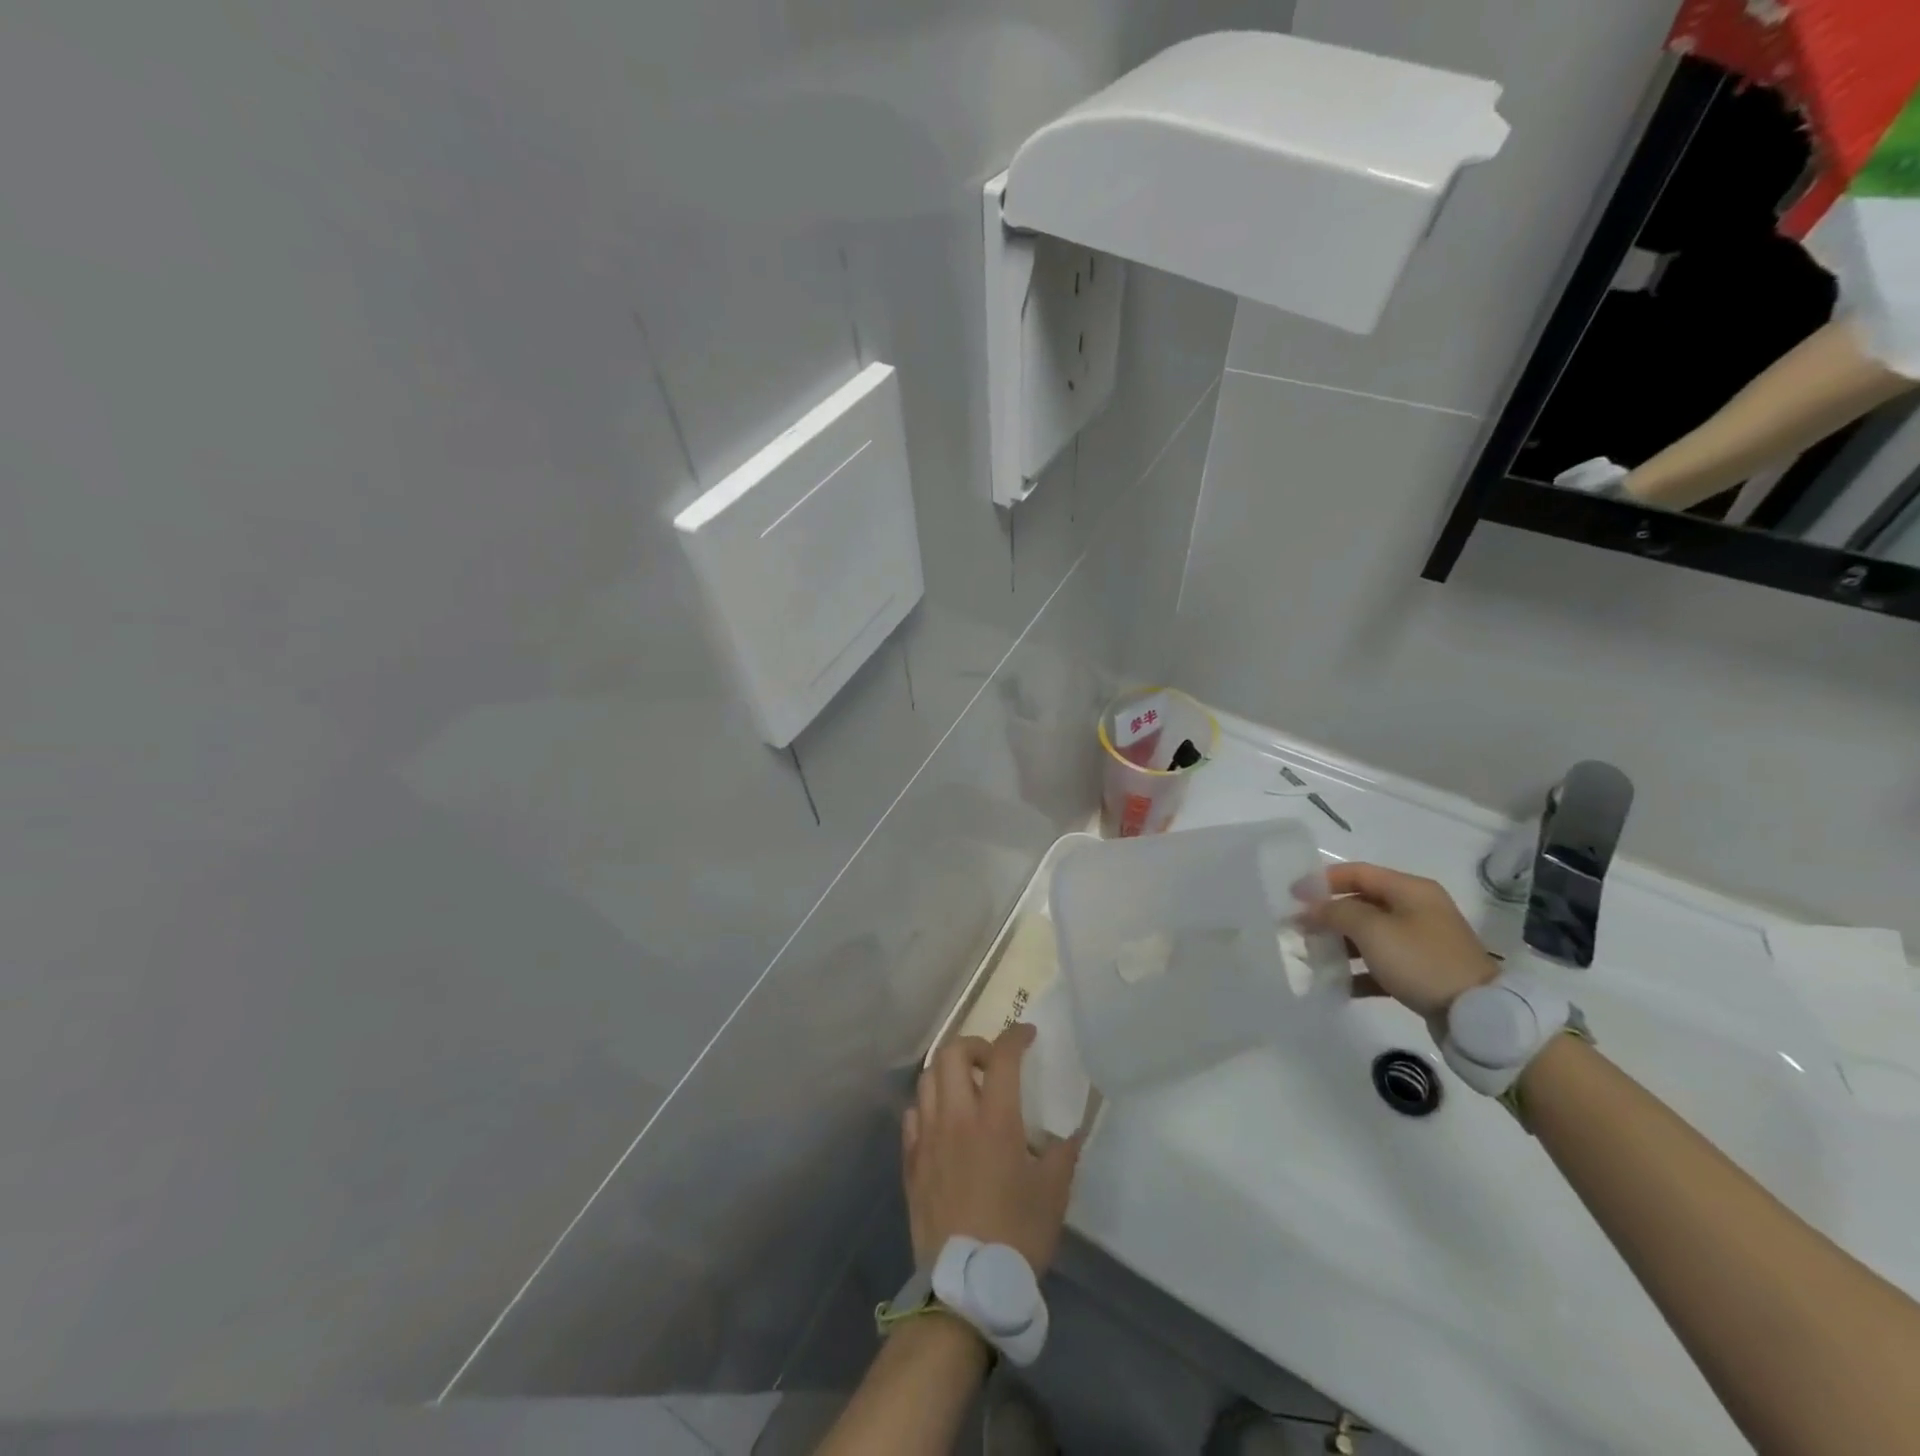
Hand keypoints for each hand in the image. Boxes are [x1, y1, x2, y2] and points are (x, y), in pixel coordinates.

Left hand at [903, 1023, 1079, 1274]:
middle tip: (993, 1062)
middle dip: (975, 1045)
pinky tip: (943, 1122)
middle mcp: (956, 1117)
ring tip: (968, 1088)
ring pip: (927, 1079)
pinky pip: (913, 1115)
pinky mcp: (911, 1162)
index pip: (1003, 1056)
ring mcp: (928, 1137)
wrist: (966, 1288)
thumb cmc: (1017, 1236)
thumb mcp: (1054, 1194)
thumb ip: (1063, 1153)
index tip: (1028, 1035)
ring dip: (949, 1072)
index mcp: (995, 1119)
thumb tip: (1070, 1130)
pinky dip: (928, 1106)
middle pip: (952, 1053)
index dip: (1016, 1036)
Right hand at [1298, 863, 1497, 1018]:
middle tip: (1298, 929)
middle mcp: (1417, 910)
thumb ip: (1336, 913)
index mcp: (1410, 890)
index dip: (1323, 880)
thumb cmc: (1421, 960)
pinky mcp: (1422, 972)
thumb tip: (1311, 909)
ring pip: (1369, 935)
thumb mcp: (1373, 930)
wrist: (1478, 1015)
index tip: (1292, 895)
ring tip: (1313, 957)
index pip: (1358, 873)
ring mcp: (1421, 942)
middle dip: (1328, 915)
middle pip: (1362, 904)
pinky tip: (1338, 985)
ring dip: (1340, 944)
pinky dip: (1359, 972)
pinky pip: (1381, 964)